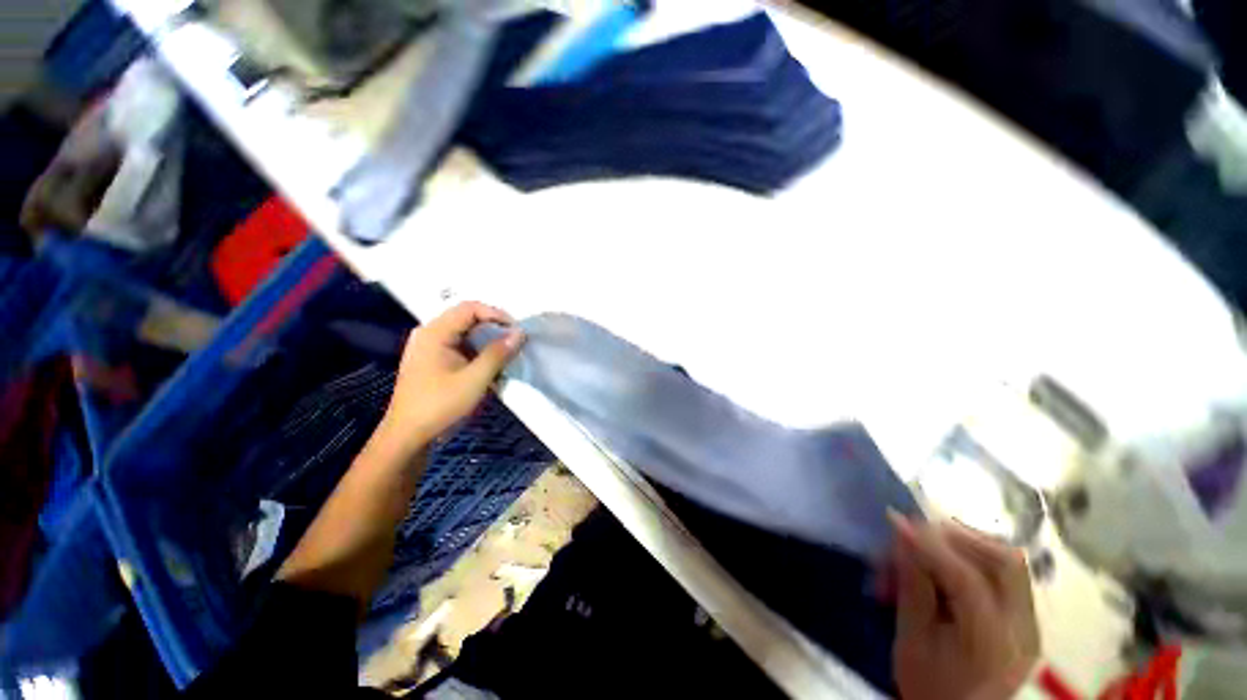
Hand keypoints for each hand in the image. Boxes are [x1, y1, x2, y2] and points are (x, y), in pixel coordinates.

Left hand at [378, 301, 523, 453]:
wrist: (407, 436)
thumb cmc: (440, 405)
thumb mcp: (475, 380)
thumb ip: (498, 354)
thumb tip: (519, 334)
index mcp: (434, 333)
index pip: (469, 308)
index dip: (496, 314)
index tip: (516, 330)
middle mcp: (429, 334)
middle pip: (466, 318)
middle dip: (493, 327)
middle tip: (514, 341)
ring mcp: (429, 347)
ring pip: (464, 333)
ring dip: (487, 341)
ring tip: (506, 354)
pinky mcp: (432, 361)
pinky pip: (459, 346)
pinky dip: (477, 352)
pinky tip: (489, 367)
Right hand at [889, 515, 1039, 699]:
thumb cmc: (927, 685)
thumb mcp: (910, 640)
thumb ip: (912, 587)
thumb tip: (902, 535)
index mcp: (990, 644)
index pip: (967, 581)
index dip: (930, 546)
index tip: (896, 522)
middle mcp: (1022, 630)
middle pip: (1004, 562)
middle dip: (956, 537)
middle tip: (918, 533)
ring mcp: (1030, 623)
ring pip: (1008, 562)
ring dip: (965, 545)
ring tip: (929, 547)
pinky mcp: (1026, 619)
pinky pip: (1005, 573)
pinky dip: (974, 558)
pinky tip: (947, 564)